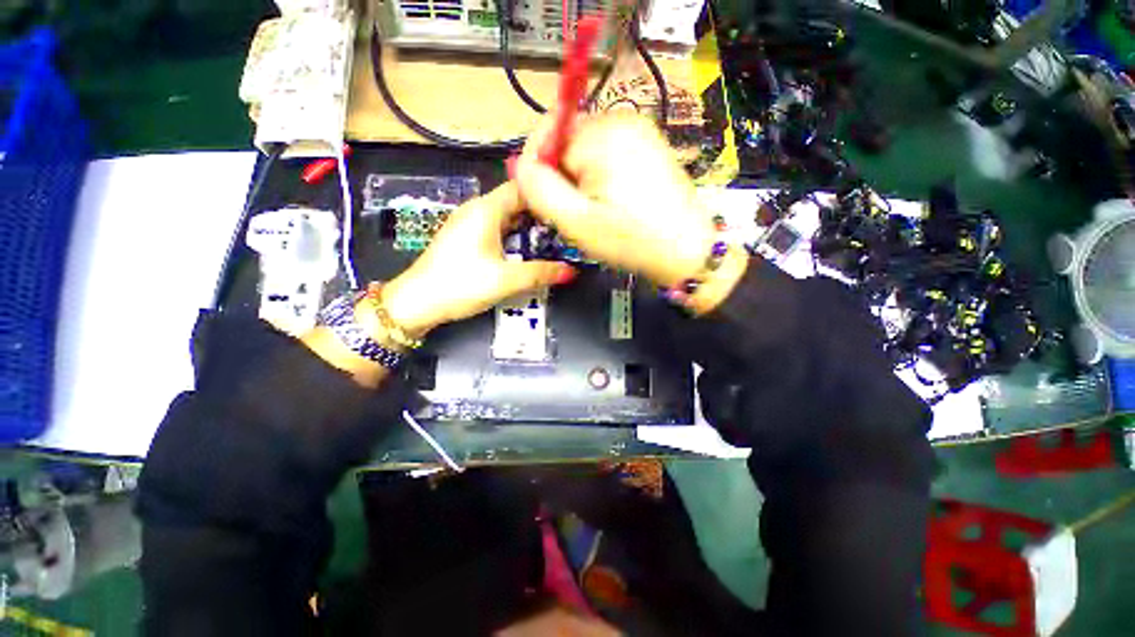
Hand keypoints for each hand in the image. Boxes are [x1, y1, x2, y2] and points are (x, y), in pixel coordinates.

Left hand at [381, 182, 575, 336]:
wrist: (416, 302)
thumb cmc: (461, 284)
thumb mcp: (506, 280)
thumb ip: (541, 273)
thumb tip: (572, 271)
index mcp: (486, 209)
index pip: (523, 187)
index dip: (547, 194)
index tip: (568, 208)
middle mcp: (477, 209)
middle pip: (515, 201)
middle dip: (541, 213)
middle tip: (565, 229)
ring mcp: (468, 223)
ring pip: (506, 216)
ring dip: (527, 226)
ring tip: (552, 240)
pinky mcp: (465, 238)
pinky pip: (496, 228)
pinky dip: (513, 235)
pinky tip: (525, 251)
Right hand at [514, 112, 723, 289]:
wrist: (687, 251)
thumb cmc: (631, 239)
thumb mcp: (576, 221)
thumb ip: (539, 189)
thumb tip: (519, 165)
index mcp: (602, 132)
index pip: (548, 133)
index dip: (538, 167)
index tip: (542, 201)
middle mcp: (623, 119)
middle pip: (567, 140)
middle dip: (560, 175)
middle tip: (570, 213)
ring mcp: (640, 131)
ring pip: (586, 150)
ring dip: (578, 179)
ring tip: (591, 212)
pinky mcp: (649, 147)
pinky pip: (607, 155)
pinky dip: (598, 177)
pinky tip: (609, 203)